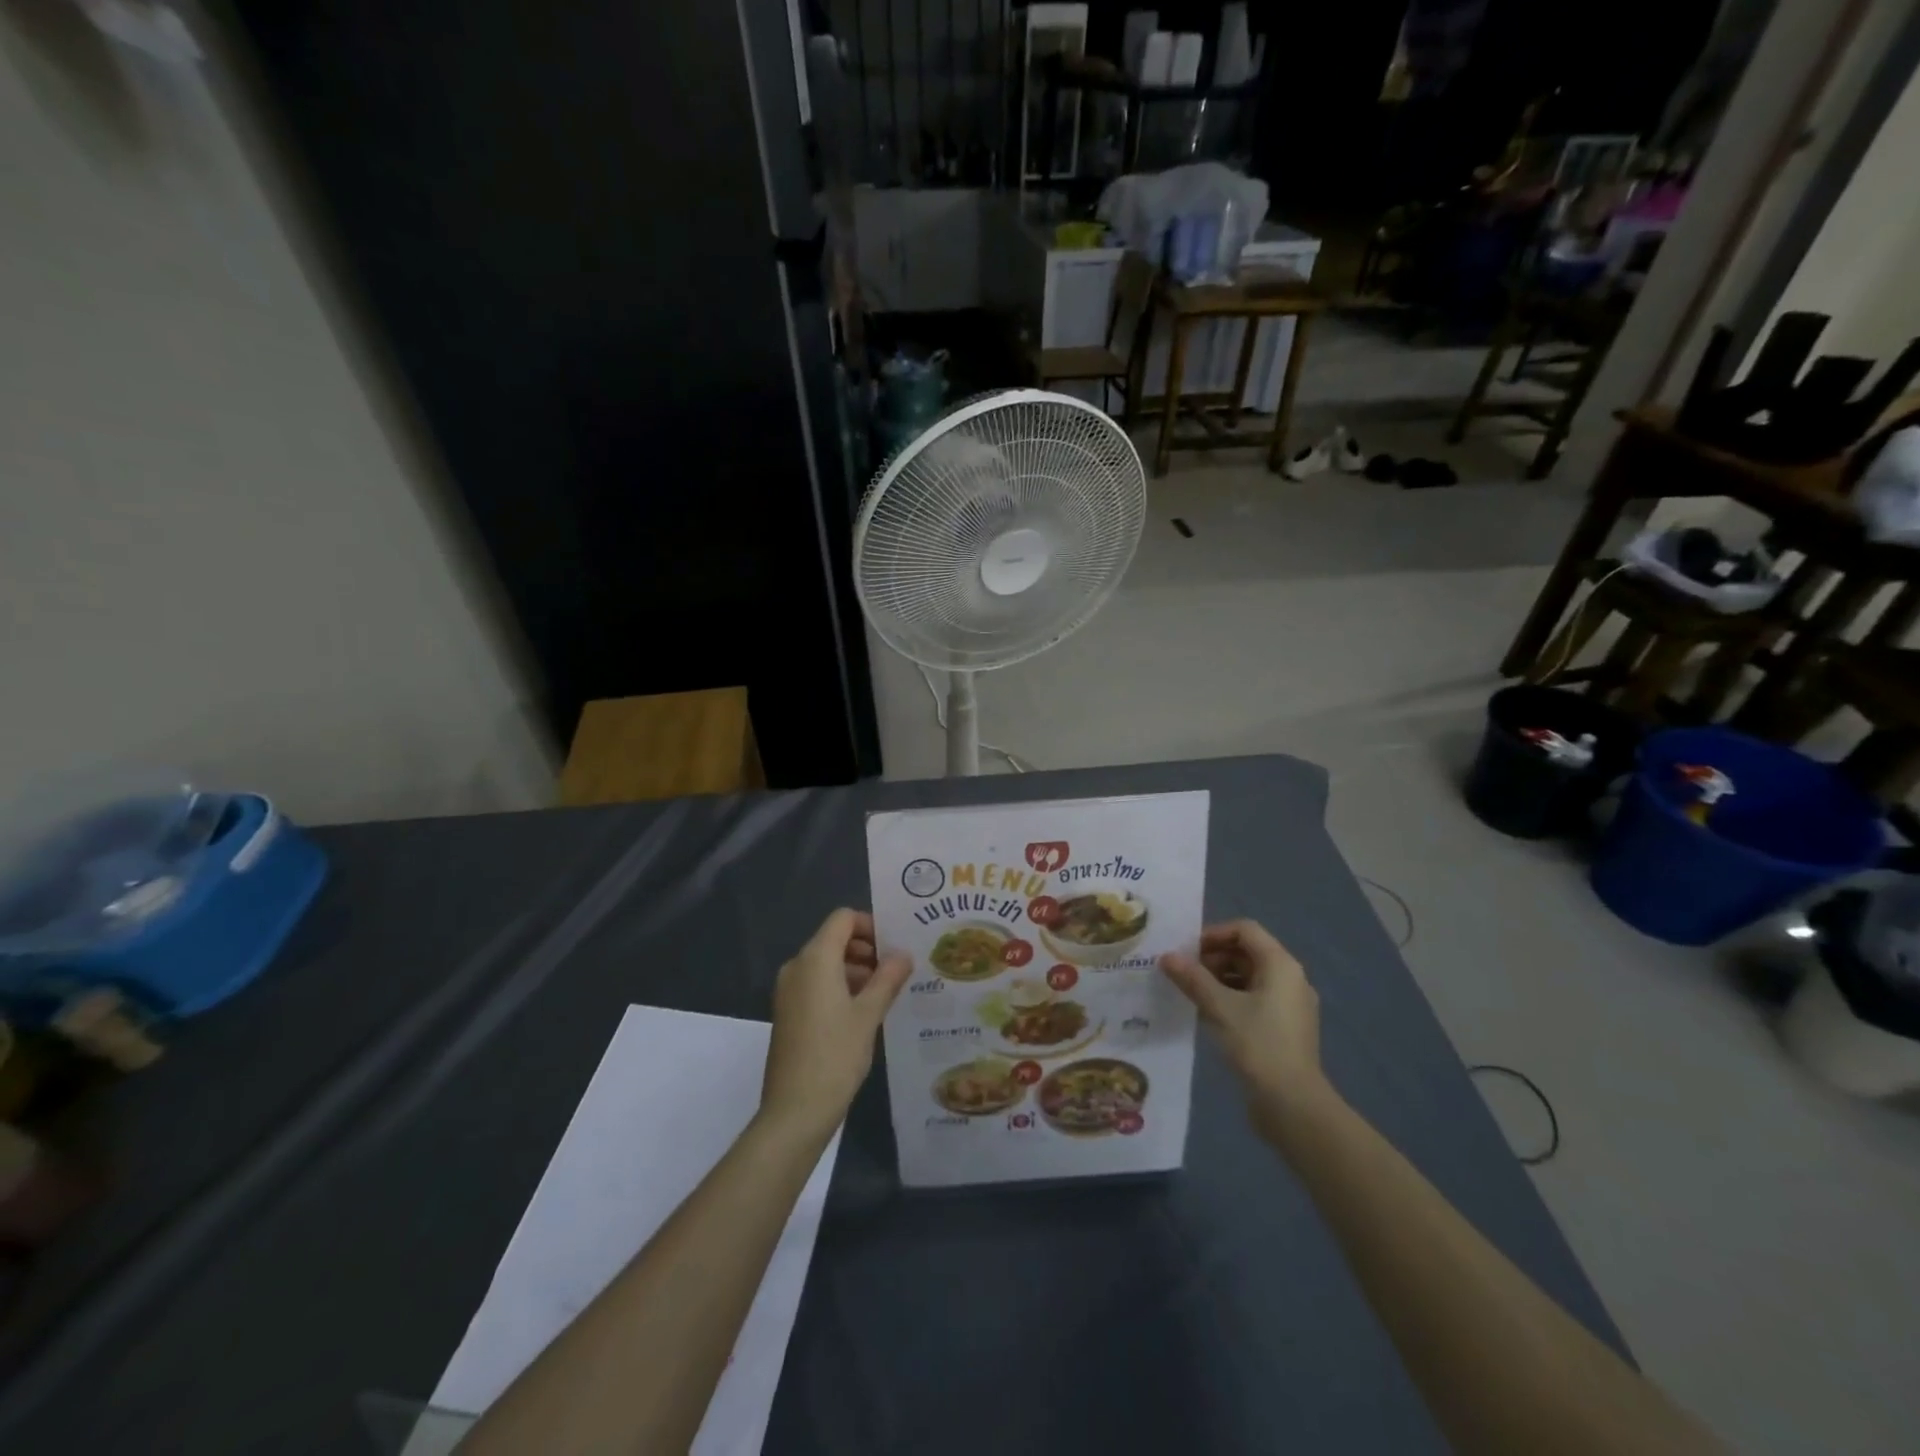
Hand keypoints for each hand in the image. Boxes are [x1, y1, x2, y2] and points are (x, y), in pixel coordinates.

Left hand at [761, 909, 909, 1140]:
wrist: (794, 1111)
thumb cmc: (835, 1056)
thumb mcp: (869, 1015)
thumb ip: (888, 978)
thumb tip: (903, 954)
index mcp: (815, 959)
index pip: (843, 919)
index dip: (871, 925)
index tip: (895, 947)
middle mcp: (797, 967)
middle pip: (834, 939)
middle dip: (866, 949)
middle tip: (897, 971)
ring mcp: (788, 991)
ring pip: (826, 963)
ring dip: (856, 970)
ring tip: (886, 993)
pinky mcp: (788, 1012)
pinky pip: (817, 984)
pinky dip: (840, 987)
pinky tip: (864, 1012)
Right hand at [1160, 920, 1329, 1141]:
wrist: (1293, 1104)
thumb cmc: (1258, 1044)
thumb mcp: (1219, 1007)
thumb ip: (1192, 978)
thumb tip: (1166, 956)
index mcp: (1281, 965)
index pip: (1245, 930)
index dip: (1213, 934)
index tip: (1186, 951)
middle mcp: (1291, 978)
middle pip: (1248, 952)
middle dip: (1213, 958)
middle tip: (1184, 973)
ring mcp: (1291, 1004)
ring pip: (1250, 977)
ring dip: (1219, 979)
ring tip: (1191, 993)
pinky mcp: (1286, 1027)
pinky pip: (1256, 999)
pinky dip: (1232, 998)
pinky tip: (1209, 1015)